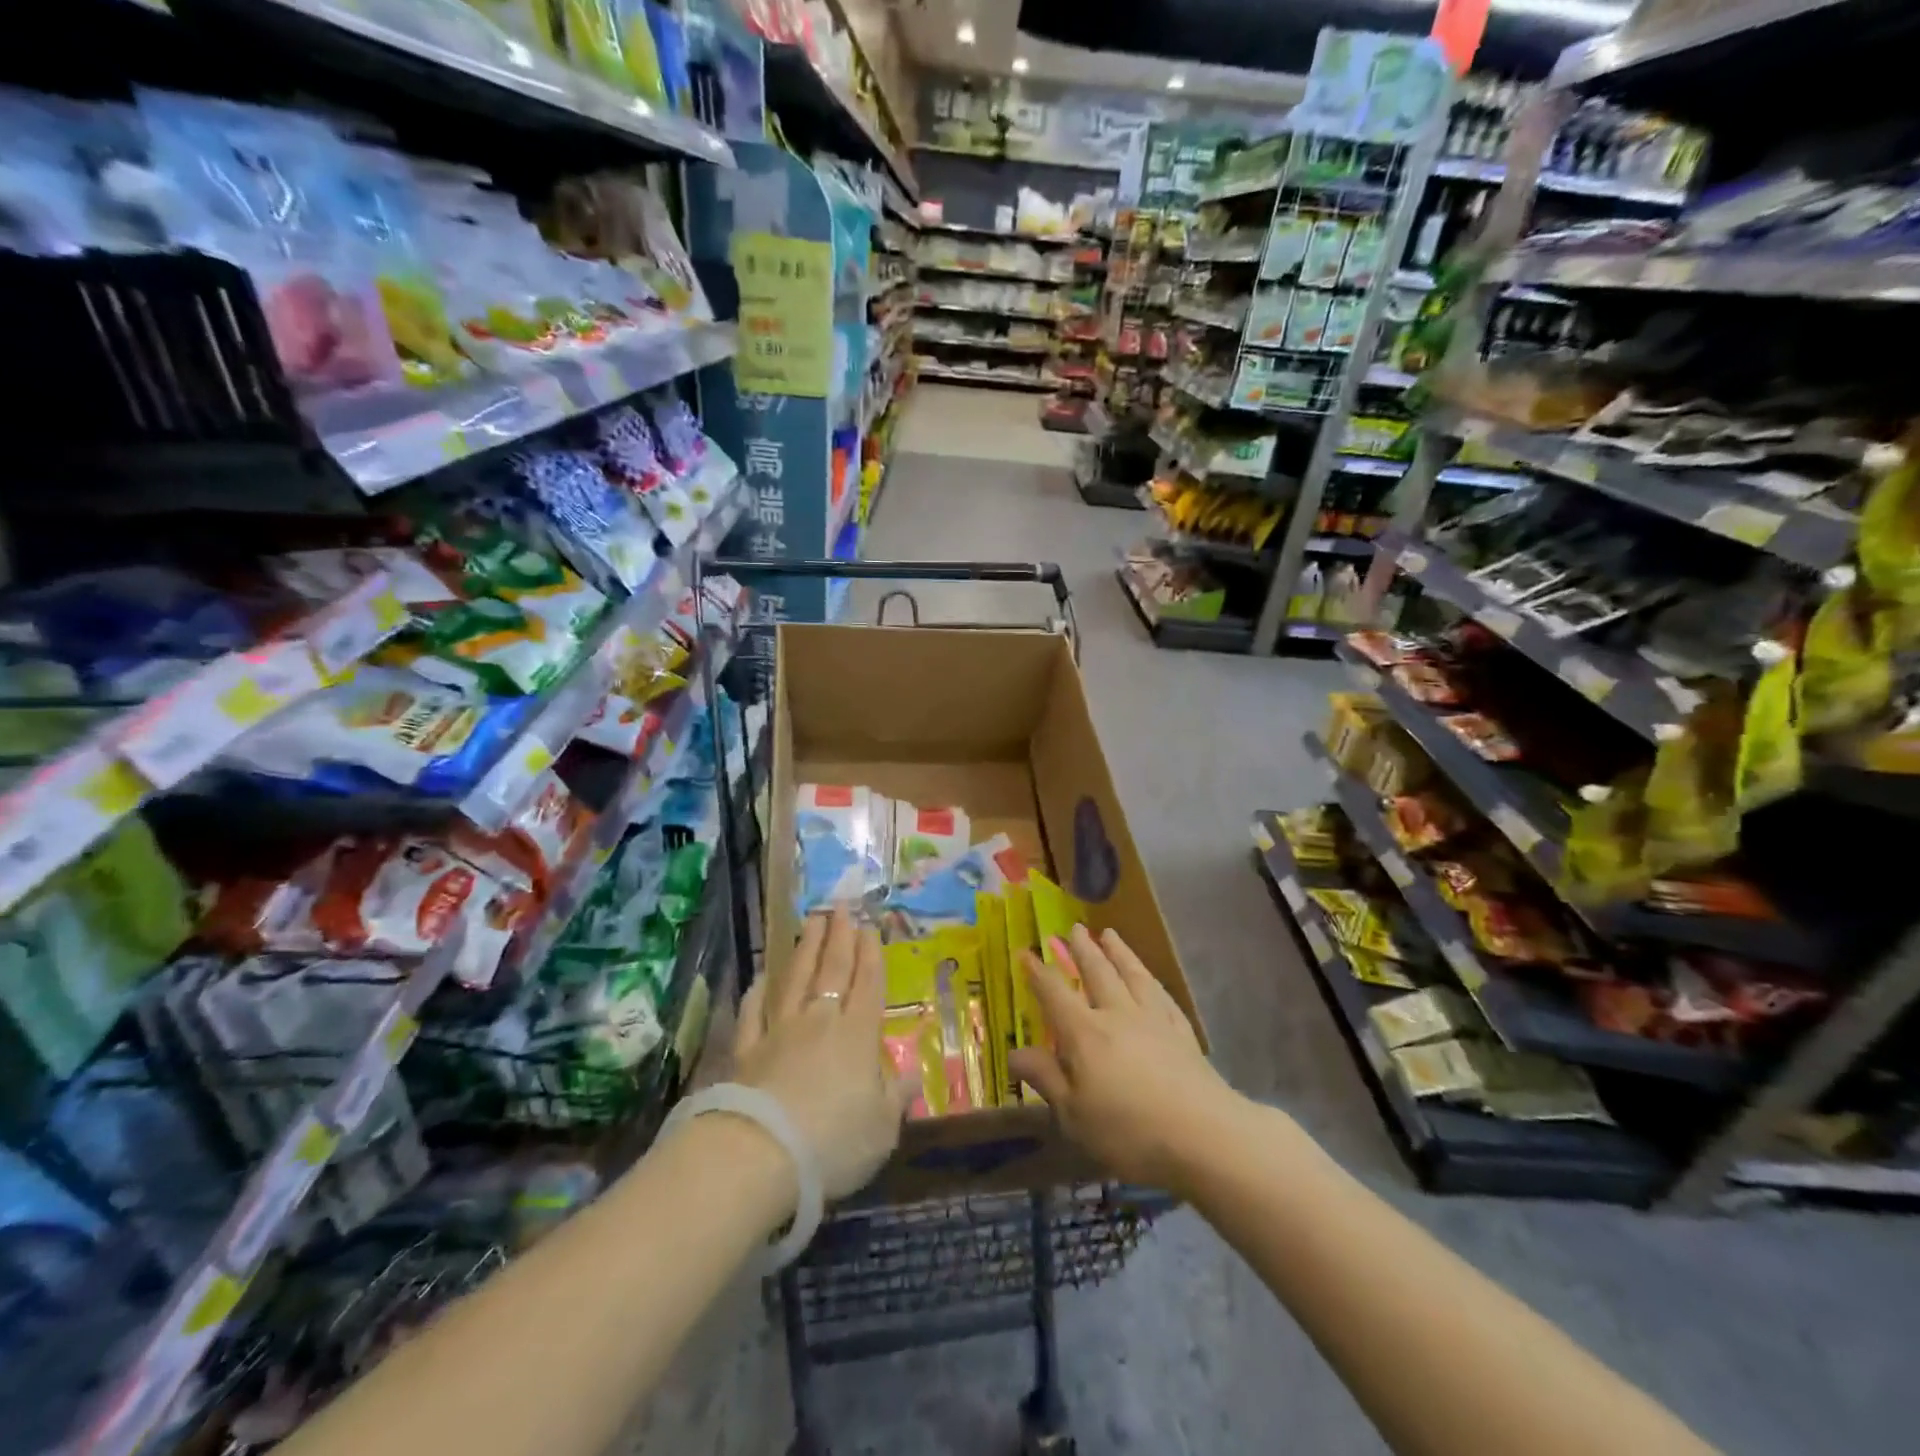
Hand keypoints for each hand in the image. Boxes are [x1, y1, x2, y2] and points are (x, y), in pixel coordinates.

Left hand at [731, 907, 915, 1200]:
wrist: (760, 1155)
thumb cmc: (833, 1142)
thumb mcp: (881, 1128)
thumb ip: (896, 1098)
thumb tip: (911, 1076)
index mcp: (858, 1035)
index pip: (868, 984)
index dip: (870, 954)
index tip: (869, 926)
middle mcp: (820, 1021)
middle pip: (832, 970)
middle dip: (839, 936)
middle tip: (841, 906)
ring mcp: (779, 1031)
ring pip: (795, 978)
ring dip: (806, 948)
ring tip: (812, 921)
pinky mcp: (746, 1050)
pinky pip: (754, 1011)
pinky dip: (759, 991)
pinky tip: (762, 977)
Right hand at [1008, 925, 1241, 1195]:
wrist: (1204, 1134)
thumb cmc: (1129, 1130)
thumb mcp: (1074, 1114)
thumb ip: (1046, 1078)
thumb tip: (1014, 1053)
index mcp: (1085, 1033)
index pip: (1055, 993)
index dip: (1038, 973)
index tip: (1026, 952)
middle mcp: (1118, 1014)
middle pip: (1097, 972)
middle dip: (1083, 949)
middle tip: (1074, 928)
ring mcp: (1153, 1019)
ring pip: (1132, 974)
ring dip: (1118, 952)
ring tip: (1110, 934)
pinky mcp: (1182, 1032)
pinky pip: (1162, 995)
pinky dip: (1151, 980)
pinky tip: (1150, 979)